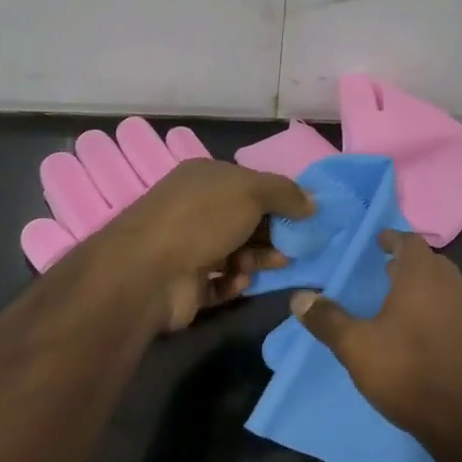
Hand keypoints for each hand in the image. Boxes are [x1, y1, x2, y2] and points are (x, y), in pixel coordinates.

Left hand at [88, 158, 312, 330]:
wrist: (149, 272)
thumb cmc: (203, 219)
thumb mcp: (252, 192)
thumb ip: (285, 193)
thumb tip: (312, 202)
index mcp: (204, 178)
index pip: (249, 184)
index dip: (278, 198)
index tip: (305, 216)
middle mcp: (194, 209)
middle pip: (244, 220)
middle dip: (273, 233)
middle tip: (298, 246)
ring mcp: (187, 246)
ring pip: (235, 252)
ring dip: (258, 258)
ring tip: (276, 265)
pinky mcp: (185, 283)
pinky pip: (220, 282)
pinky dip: (234, 282)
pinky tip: (239, 281)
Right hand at [291, 231, 461, 444]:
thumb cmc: (409, 371)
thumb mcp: (357, 346)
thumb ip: (327, 319)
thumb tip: (299, 296)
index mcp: (423, 275)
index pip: (409, 241)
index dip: (392, 238)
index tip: (377, 241)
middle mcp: (451, 284)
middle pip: (428, 262)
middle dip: (407, 263)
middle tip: (383, 269)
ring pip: (443, 286)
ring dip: (422, 287)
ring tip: (397, 301)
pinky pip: (453, 310)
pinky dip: (435, 309)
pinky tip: (420, 332)